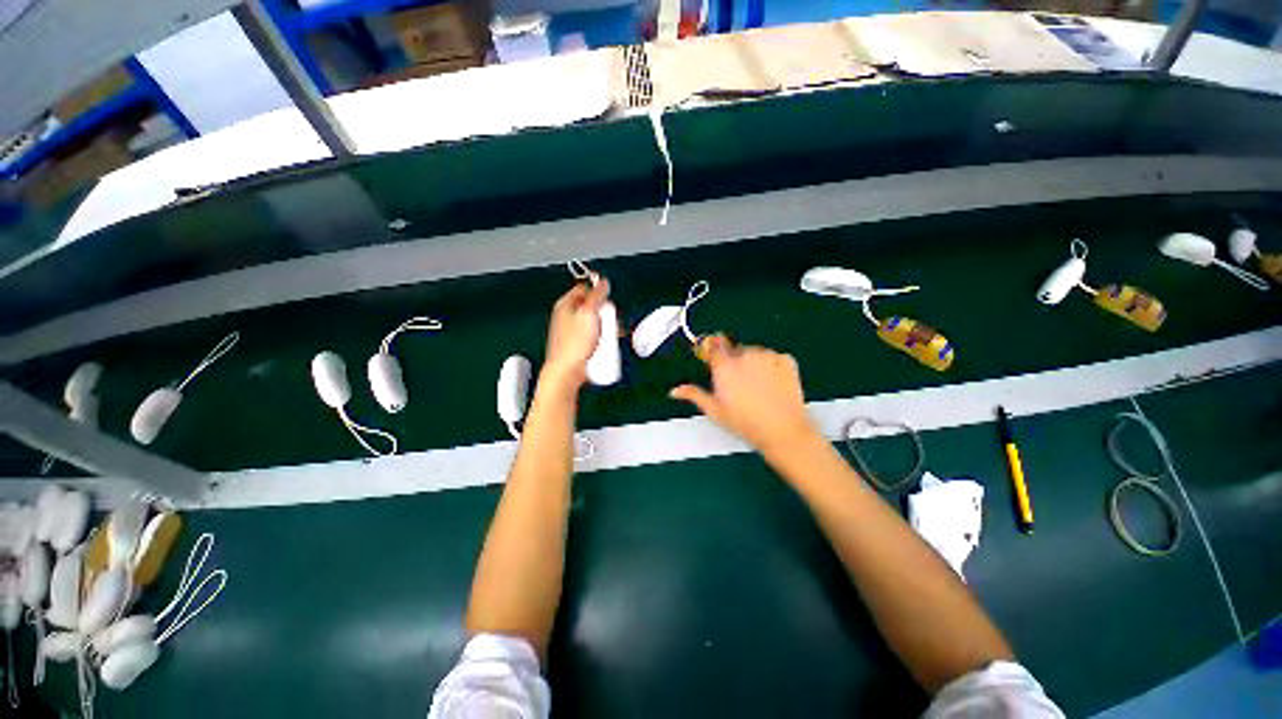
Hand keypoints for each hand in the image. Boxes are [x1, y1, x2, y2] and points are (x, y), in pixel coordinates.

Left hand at [541, 278, 609, 389]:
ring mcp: (572, 331)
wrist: (567, 371)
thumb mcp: (589, 313)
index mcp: (565, 304)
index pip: (585, 288)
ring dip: (605, 328)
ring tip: (608, 337)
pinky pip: (594, 336)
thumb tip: (603, 281)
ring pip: (595, 322)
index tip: (607, 303)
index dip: (598, 293)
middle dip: (605, 314)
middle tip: (609, 323)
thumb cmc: (575, 343)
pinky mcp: (578, 344)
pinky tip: (603, 345)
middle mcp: (567, 315)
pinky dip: (601, 339)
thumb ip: (597, 295)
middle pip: (592, 307)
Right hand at [670, 335, 819, 454]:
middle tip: (738, 386)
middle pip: (734, 350)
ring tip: (757, 388)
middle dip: (734, 362)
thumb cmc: (744, 423)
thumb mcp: (715, 411)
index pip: (713, 344)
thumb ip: (694, 395)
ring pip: (754, 353)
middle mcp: (744, 355)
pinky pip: (773, 357)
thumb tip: (674, 390)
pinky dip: (772, 366)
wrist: (783, 431)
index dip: (712, 352)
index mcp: (724, 366)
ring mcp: (767, 355)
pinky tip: (773, 385)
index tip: (714, 362)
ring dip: (753, 363)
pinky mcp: (786, 359)